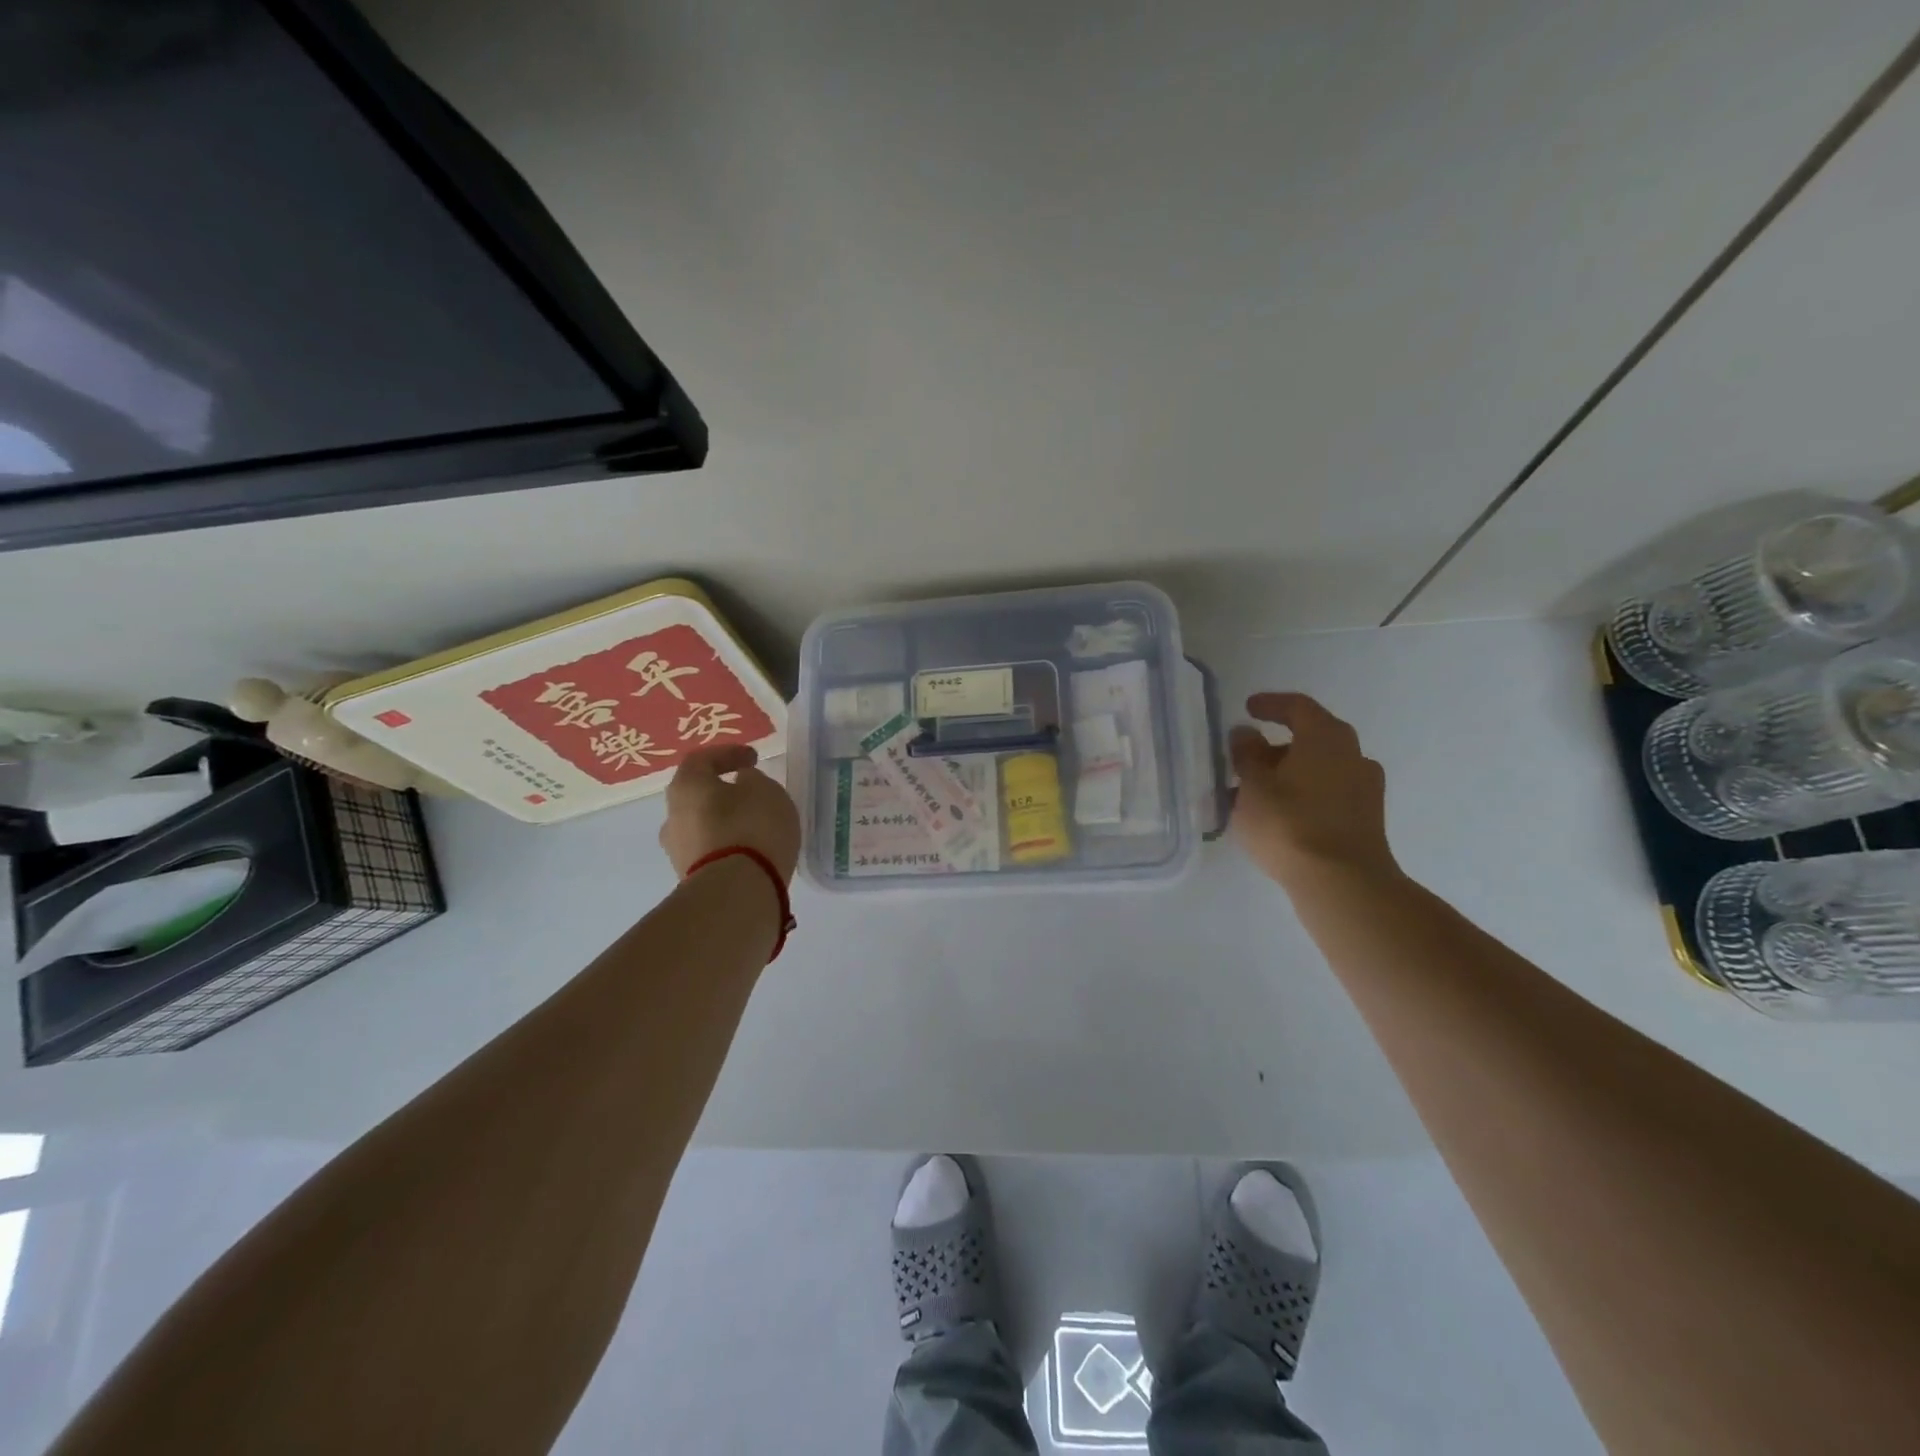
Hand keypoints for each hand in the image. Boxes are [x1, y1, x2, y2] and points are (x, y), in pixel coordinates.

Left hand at [658, 745, 801, 881]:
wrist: (737, 892)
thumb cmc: (751, 827)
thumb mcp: (765, 790)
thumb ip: (753, 780)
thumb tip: (741, 784)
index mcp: (686, 787)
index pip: (701, 759)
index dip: (728, 753)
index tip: (753, 759)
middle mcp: (672, 817)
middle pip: (697, 795)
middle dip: (723, 792)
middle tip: (751, 792)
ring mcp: (678, 852)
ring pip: (703, 826)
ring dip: (725, 821)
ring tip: (755, 825)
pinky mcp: (691, 879)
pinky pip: (711, 851)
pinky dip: (729, 845)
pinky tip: (751, 849)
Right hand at [1229, 691, 1397, 889]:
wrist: (1342, 884)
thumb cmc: (1289, 824)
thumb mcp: (1253, 786)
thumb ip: (1246, 755)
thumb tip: (1246, 733)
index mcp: (1326, 737)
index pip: (1298, 707)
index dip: (1271, 704)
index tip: (1248, 708)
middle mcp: (1353, 755)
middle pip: (1313, 738)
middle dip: (1277, 745)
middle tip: (1247, 758)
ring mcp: (1366, 789)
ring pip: (1322, 768)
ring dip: (1291, 773)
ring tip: (1259, 793)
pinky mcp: (1367, 820)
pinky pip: (1330, 794)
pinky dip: (1306, 794)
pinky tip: (1282, 815)